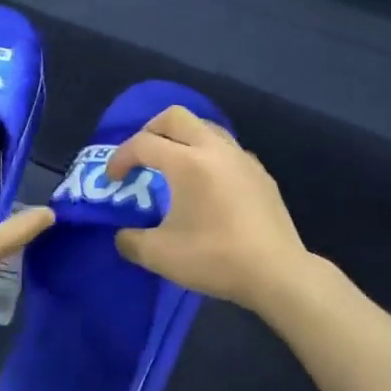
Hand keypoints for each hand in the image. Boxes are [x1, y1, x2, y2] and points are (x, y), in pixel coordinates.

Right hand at [105, 106, 315, 317]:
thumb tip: (123, 236)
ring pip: (206, 128)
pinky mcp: (261, 173)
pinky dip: (208, 155)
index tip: (112, 180)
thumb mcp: (161, 256)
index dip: (120, 158)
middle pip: (176, 117)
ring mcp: (242, 159)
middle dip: (150, 130)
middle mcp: (215, 149)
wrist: (277, 273)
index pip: (144, 143)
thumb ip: (132, 241)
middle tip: (141, 156)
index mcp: (188, 162)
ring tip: (173, 165)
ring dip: (182, 138)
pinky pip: (227, 149)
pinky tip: (208, 184)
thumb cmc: (216, 259)